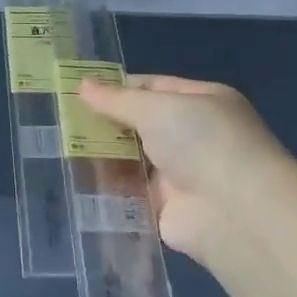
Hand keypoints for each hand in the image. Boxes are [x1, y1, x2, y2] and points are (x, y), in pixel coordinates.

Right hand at [78, 75, 286, 263]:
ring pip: (132, 159)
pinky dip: (108, 188)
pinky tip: (76, 180)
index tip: (78, 91)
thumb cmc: (202, 142)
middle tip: (62, 121)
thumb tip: (83, 85)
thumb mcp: (157, 108)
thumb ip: (117, 100)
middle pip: (139, 125)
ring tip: (61, 149)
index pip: (152, 87)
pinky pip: (130, 193)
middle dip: (105, 124)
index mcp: (201, 102)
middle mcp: (193, 136)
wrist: (235, 212)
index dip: (117, 88)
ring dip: (103, 156)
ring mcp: (180, 174)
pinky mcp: (166, 208)